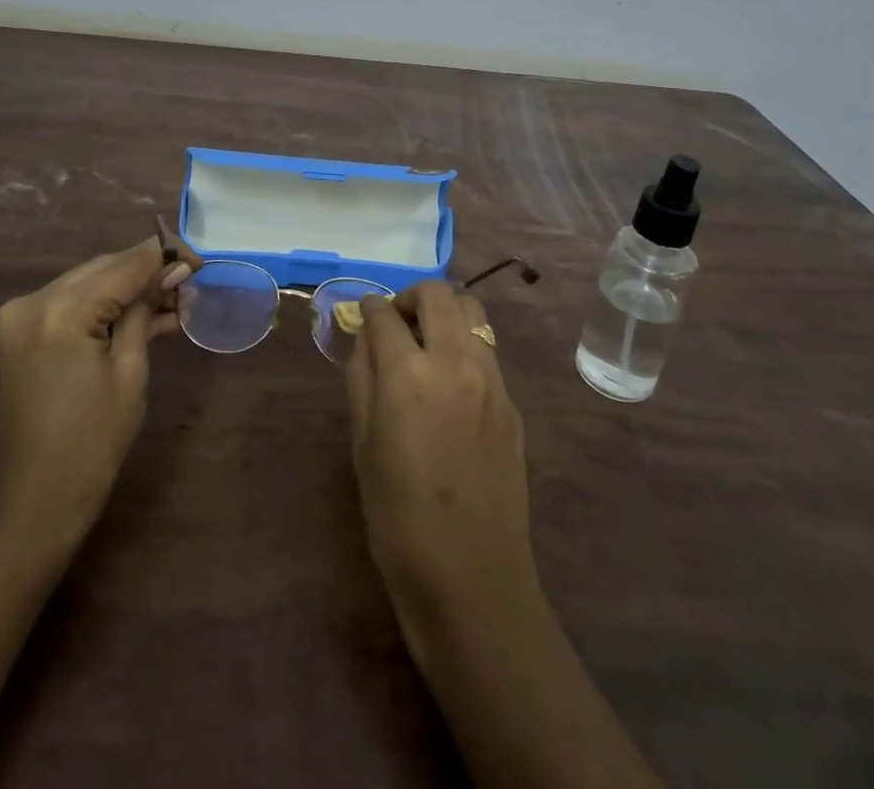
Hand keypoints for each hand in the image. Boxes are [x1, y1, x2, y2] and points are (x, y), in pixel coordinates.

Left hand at [0, 236, 197, 559]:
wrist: (33, 505)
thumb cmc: (92, 444)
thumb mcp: (129, 372)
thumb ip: (145, 311)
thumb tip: (172, 271)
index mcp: (59, 311)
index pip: (123, 265)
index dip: (165, 256)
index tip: (200, 259)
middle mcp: (32, 302)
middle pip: (103, 269)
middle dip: (148, 270)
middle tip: (192, 279)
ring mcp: (20, 318)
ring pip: (88, 283)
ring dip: (129, 288)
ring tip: (176, 298)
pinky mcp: (20, 334)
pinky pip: (71, 305)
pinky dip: (105, 306)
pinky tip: (143, 314)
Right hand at [346, 281, 537, 644]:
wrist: (471, 579)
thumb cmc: (398, 518)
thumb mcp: (363, 445)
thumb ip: (361, 378)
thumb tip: (365, 339)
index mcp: (408, 374)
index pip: (384, 314)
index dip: (369, 308)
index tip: (363, 314)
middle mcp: (456, 361)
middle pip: (438, 294)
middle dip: (411, 297)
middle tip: (396, 322)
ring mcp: (493, 380)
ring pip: (473, 313)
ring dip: (445, 315)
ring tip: (427, 345)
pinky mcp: (512, 403)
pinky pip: (488, 351)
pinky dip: (465, 348)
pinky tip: (452, 386)